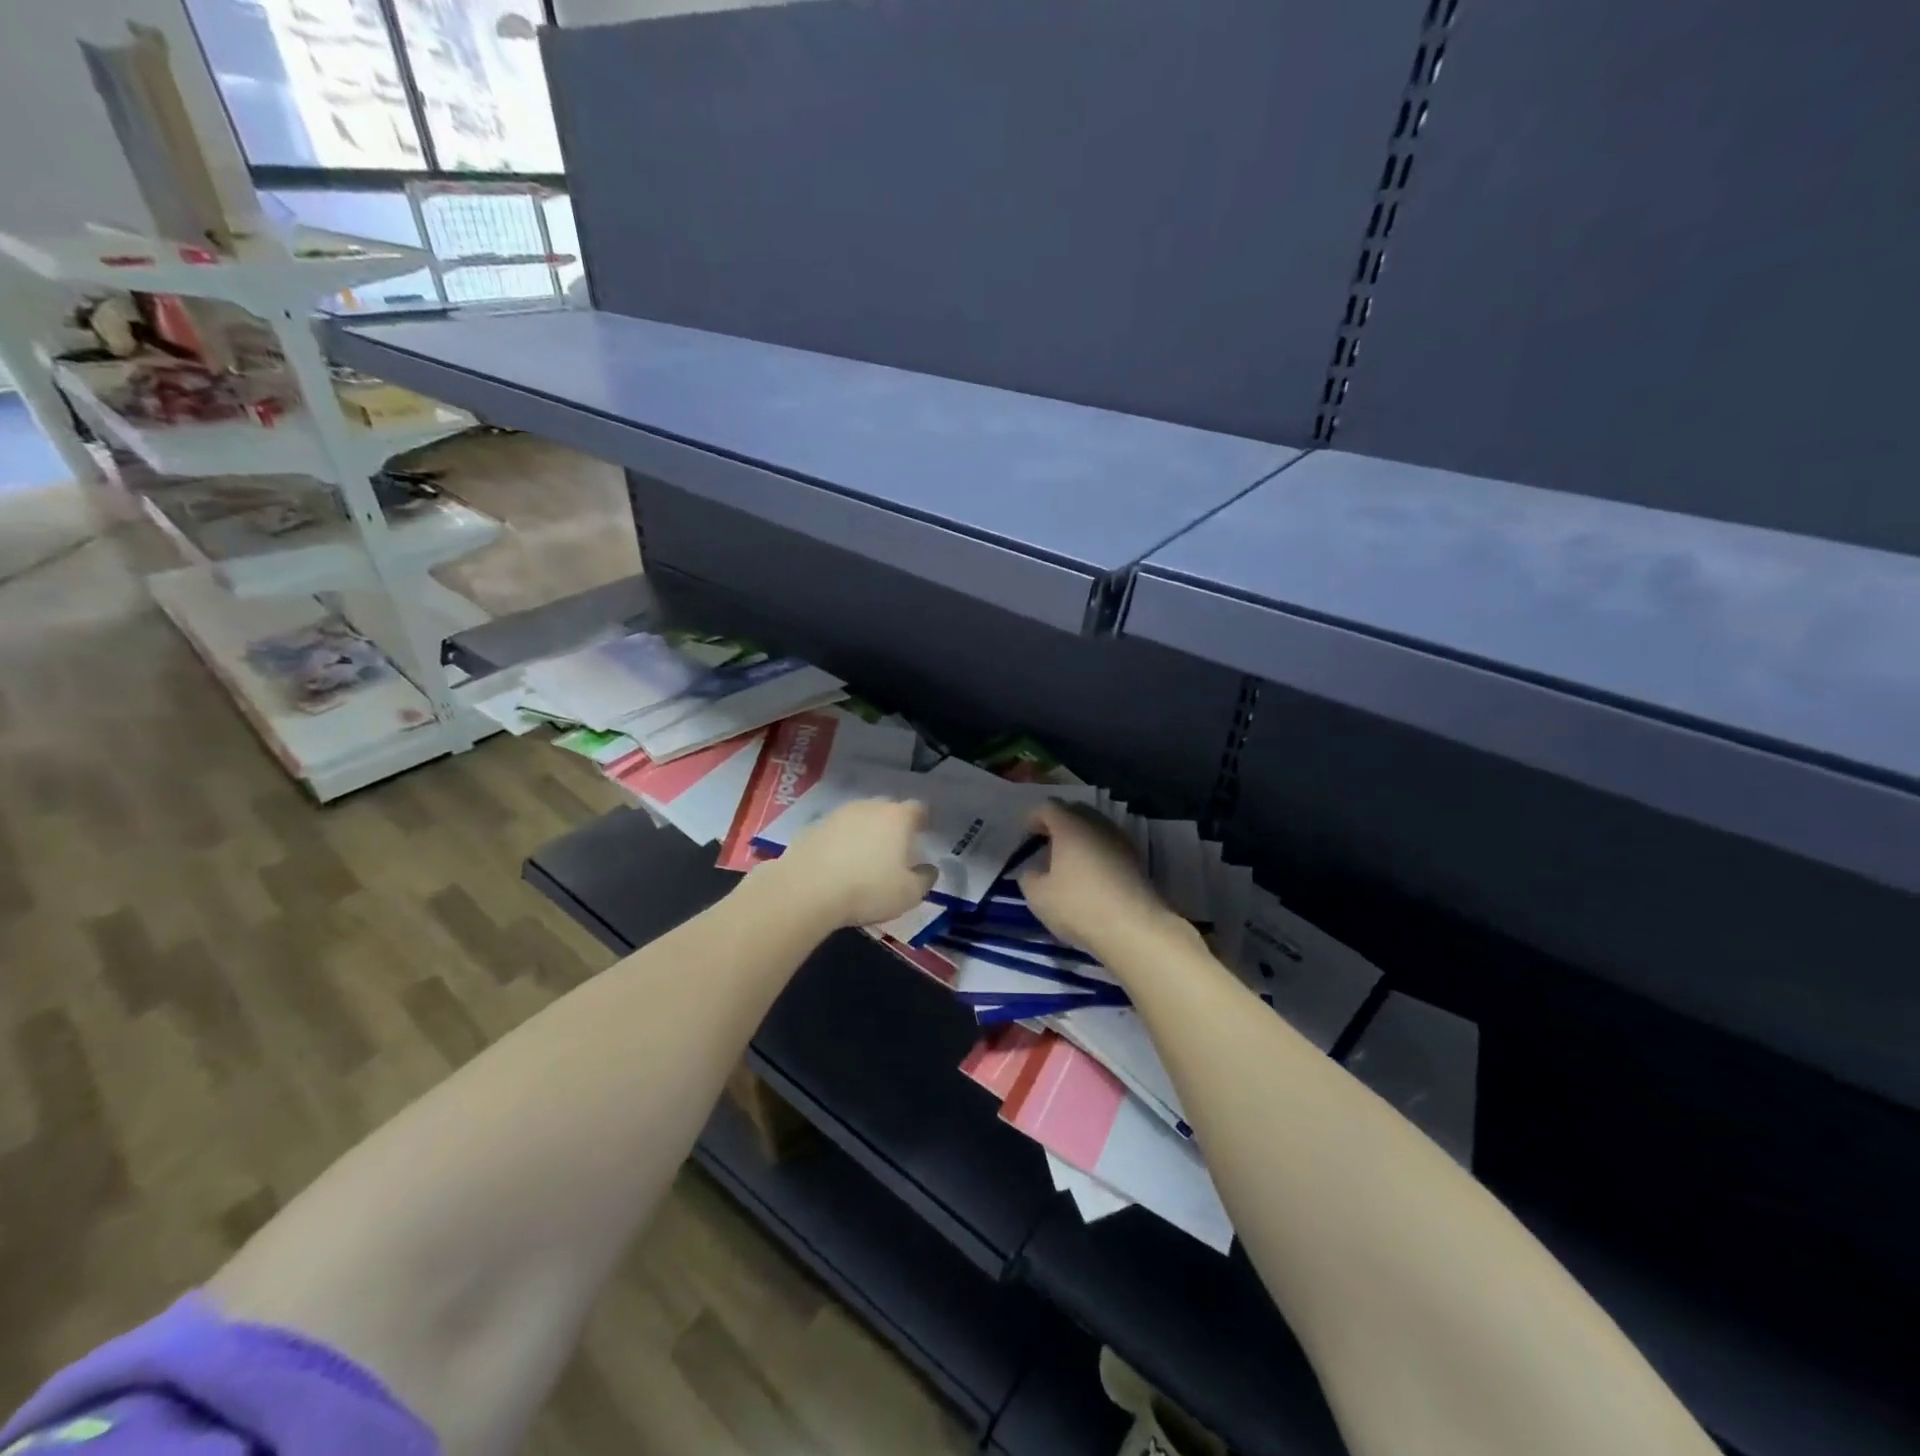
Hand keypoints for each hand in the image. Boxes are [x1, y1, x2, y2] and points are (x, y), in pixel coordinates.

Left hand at [767, 798, 937, 928]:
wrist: (806, 890)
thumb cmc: (867, 890)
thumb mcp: (908, 894)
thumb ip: (925, 879)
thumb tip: (929, 869)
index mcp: (897, 817)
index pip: (917, 809)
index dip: (921, 822)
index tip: (921, 836)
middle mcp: (868, 807)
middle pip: (886, 810)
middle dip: (892, 826)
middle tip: (893, 850)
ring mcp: (837, 814)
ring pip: (858, 818)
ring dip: (863, 833)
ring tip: (863, 859)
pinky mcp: (812, 827)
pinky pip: (835, 832)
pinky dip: (839, 843)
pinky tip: (836, 866)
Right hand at [1017, 800, 1173, 953]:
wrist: (1135, 928)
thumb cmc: (1079, 906)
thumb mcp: (1038, 896)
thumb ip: (1029, 878)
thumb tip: (1034, 871)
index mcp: (1070, 826)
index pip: (1049, 807)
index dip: (1034, 818)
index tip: (1027, 836)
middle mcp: (1098, 825)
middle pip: (1076, 811)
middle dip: (1059, 823)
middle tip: (1047, 844)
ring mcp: (1121, 841)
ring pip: (1096, 828)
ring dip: (1080, 838)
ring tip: (1069, 862)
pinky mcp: (1137, 860)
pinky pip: (1110, 846)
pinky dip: (1097, 852)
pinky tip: (1090, 876)